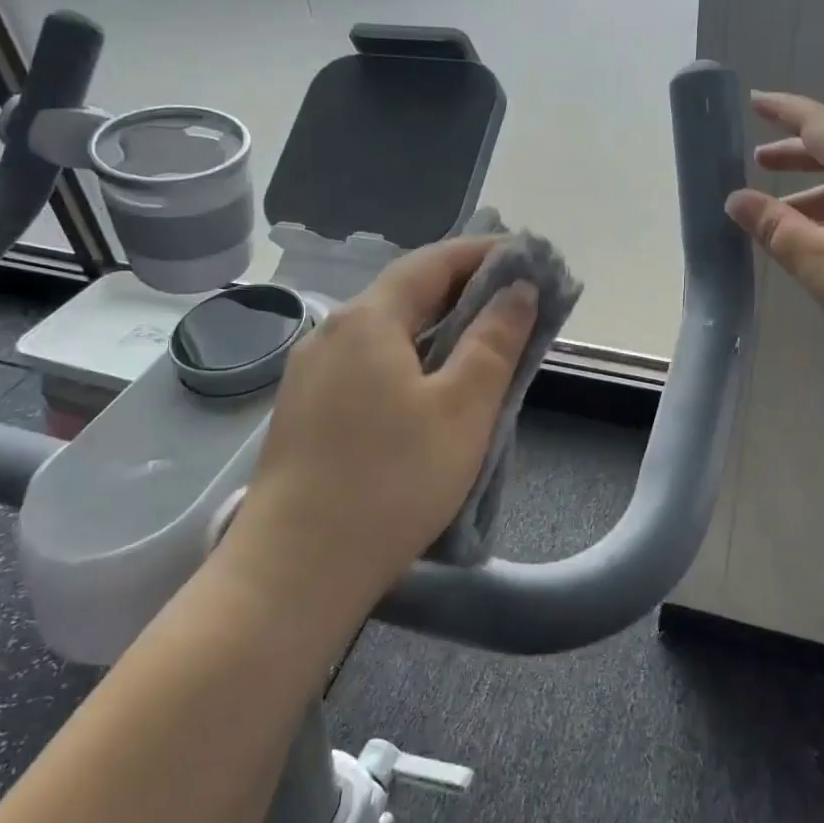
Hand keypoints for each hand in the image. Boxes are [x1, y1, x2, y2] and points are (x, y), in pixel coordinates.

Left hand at [215, 238, 537, 625]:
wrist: (295, 570)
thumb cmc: (392, 481)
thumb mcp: (463, 409)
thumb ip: (495, 341)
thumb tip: (519, 289)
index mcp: (368, 319)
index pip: (433, 262)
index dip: (484, 253)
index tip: (528, 256)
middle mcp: (331, 332)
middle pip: (406, 294)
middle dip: (464, 290)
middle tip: (516, 301)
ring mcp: (311, 373)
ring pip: (387, 333)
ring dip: (437, 328)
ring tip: (482, 343)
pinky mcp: (306, 411)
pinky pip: (369, 365)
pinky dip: (410, 359)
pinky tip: (430, 389)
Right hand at [724, 91, 823, 388]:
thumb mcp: (818, 261)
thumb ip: (775, 227)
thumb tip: (736, 198)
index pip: (820, 126)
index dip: (786, 111)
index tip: (756, 101)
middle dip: (795, 154)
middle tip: (758, 160)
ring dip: (812, 192)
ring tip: (778, 215)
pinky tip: (820, 246)